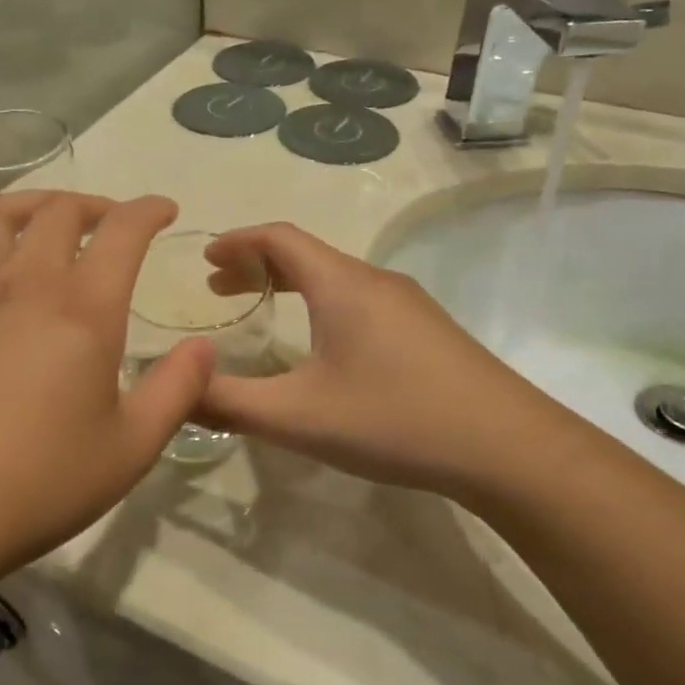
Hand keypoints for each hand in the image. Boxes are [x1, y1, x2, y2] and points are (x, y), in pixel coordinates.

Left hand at [0, 193, 214, 594]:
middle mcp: (22, 285)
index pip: (122, 231)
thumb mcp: (131, 449)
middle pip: (58, 212)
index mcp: (82, 310)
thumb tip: (205, 347)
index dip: (148, 210)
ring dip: (32, 205)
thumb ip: (177, 390)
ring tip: (48, 219)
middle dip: (94, 205)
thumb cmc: (37, 486)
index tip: (164, 211)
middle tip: (111, 223)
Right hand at [199, 223, 572, 504]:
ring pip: (335, 278)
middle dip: (258, 265)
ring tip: (262, 309)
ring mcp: (407, 304)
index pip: (279, 237)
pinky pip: (359, 300)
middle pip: (306, 254)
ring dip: (291, 285)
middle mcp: (374, 280)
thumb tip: (176, 389)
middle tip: (220, 288)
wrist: (508, 447)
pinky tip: (319, 345)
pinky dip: (321, 305)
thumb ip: (230, 402)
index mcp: (341, 284)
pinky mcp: (427, 330)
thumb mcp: (298, 416)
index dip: (237, 241)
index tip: (204, 258)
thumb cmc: (394, 419)